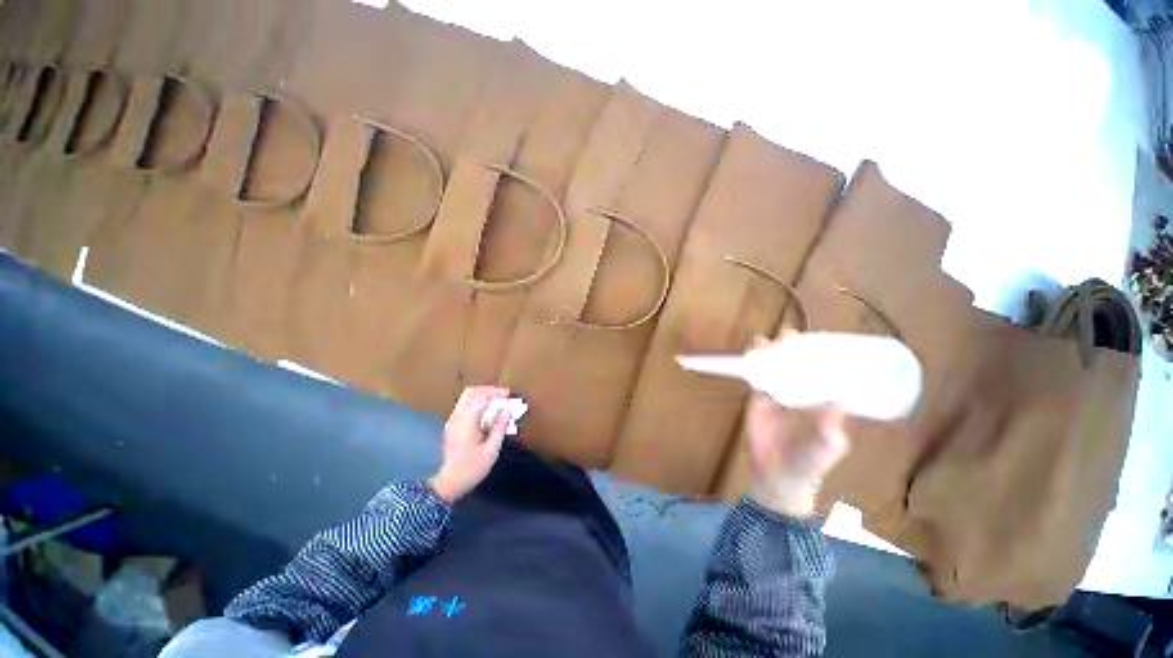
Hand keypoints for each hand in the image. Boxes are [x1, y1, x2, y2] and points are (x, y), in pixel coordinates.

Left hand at [429, 386, 510, 503]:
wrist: (449, 483)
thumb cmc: (471, 468)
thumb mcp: (491, 450)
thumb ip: (499, 427)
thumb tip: (507, 409)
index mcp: (466, 422)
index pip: (480, 396)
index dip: (495, 392)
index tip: (509, 394)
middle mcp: (457, 417)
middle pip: (471, 392)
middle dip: (489, 390)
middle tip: (503, 395)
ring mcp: (453, 420)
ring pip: (467, 397)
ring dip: (483, 396)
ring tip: (498, 402)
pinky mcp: (453, 425)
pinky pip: (466, 406)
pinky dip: (478, 403)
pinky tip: (489, 412)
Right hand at [744, 338, 850, 517]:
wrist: (779, 473)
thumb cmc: (810, 460)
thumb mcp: (828, 443)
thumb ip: (832, 424)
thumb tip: (841, 399)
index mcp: (821, 399)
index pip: (823, 371)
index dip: (822, 355)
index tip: (821, 339)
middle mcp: (800, 392)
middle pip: (797, 364)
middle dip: (794, 348)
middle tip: (790, 337)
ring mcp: (778, 394)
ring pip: (775, 367)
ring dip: (771, 353)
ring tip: (769, 340)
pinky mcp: (758, 399)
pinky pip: (756, 377)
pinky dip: (753, 364)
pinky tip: (752, 353)